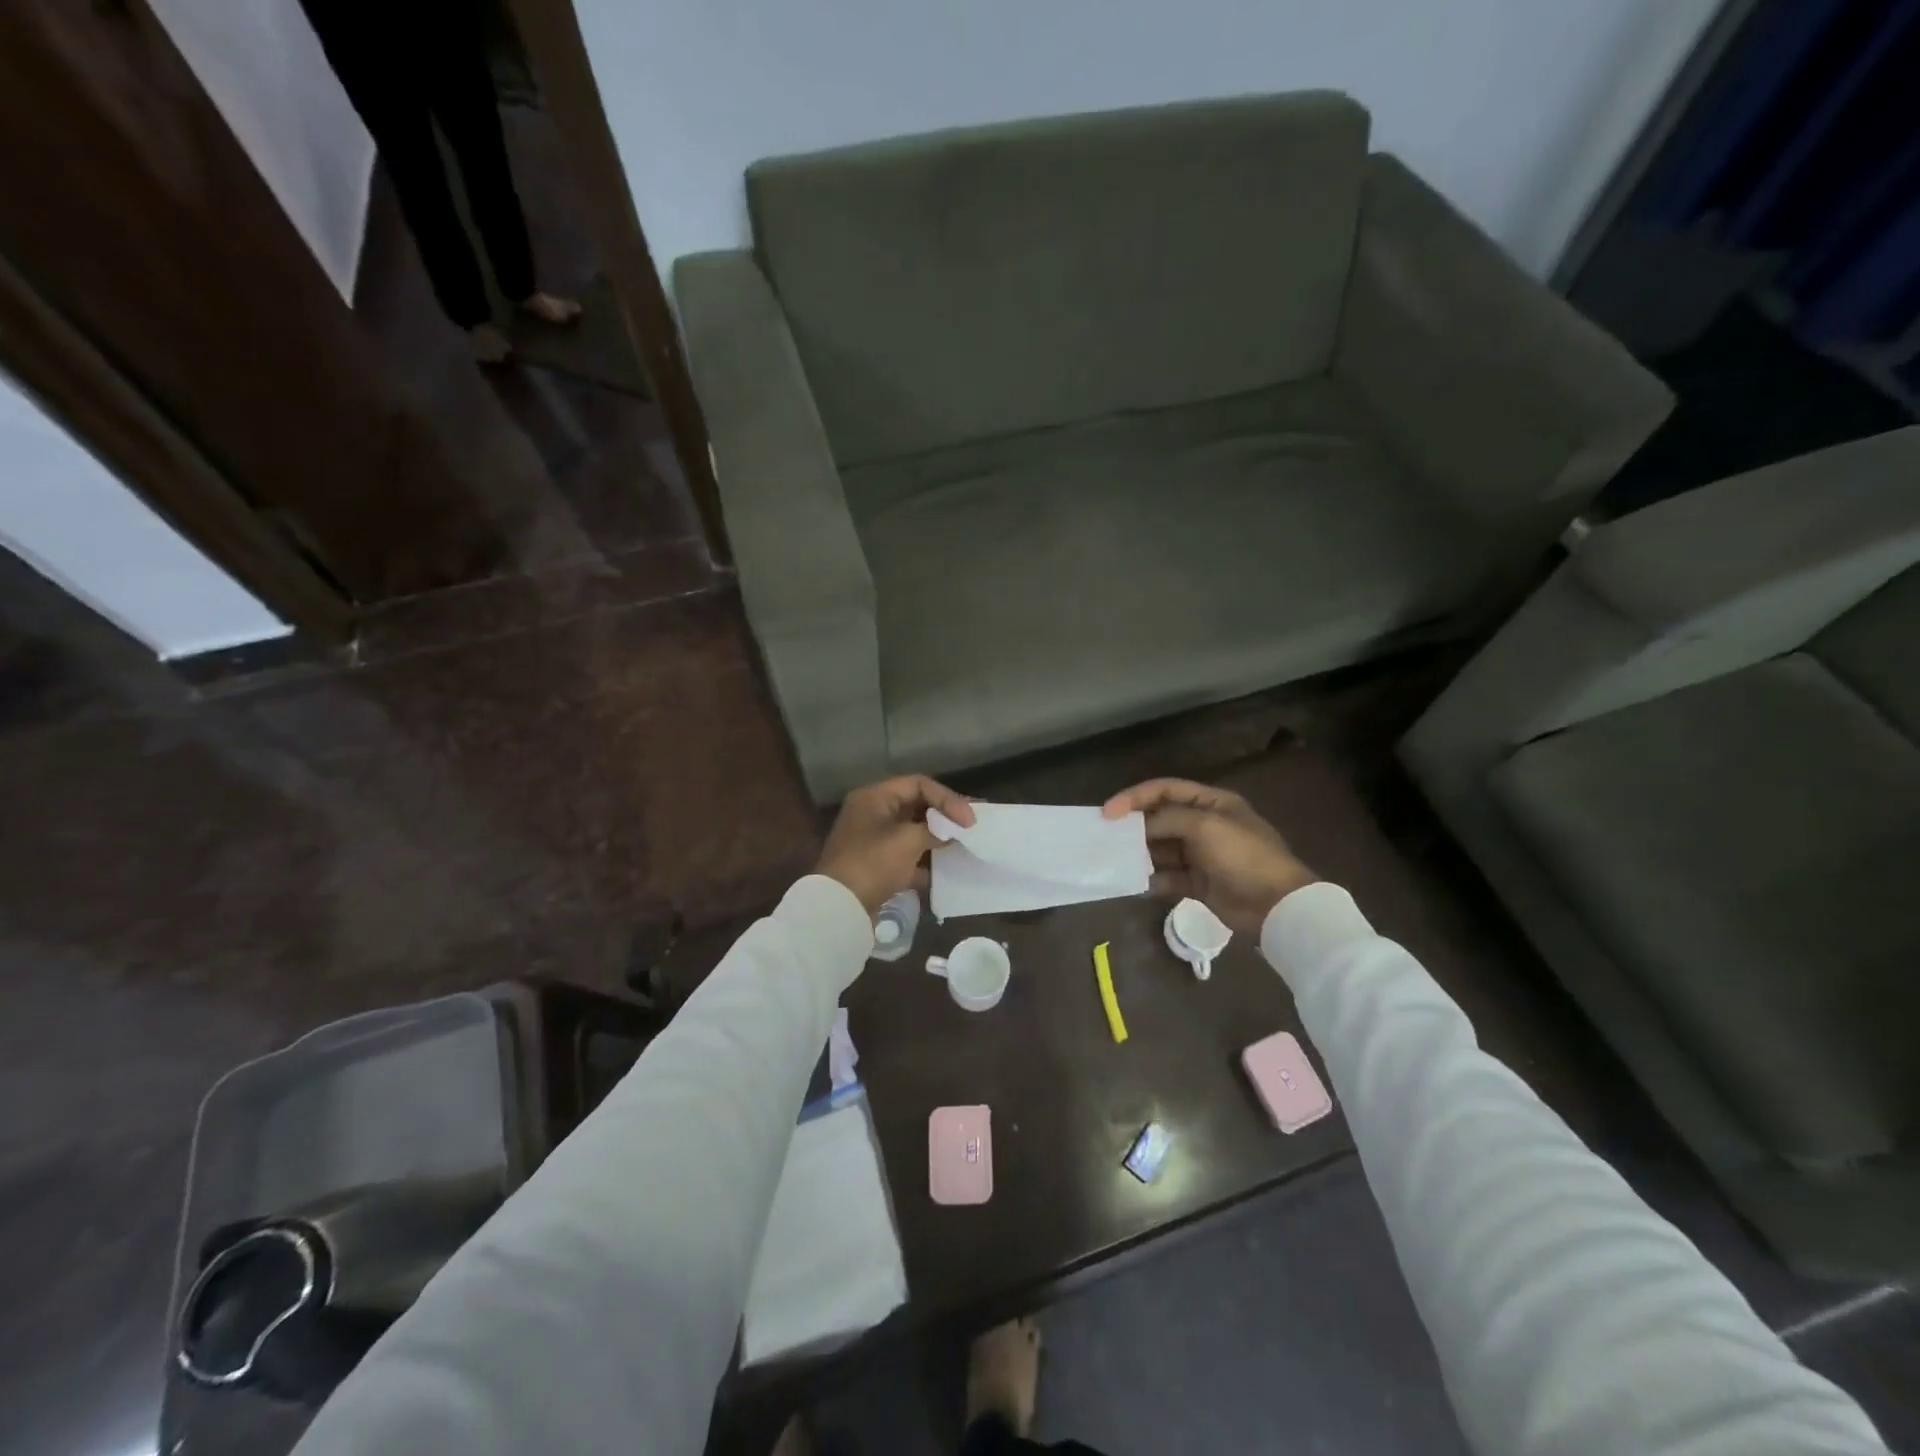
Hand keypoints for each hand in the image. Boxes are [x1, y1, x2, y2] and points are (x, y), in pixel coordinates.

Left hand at [817, 775, 974, 914]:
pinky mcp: (876, 865)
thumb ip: (934, 830)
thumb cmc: (873, 863)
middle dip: (944, 816)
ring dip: (937, 838)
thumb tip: (949, 833)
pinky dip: (925, 860)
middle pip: (916, 806)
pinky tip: (946, 869)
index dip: (947, 798)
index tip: (969, 819)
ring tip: (964, 843)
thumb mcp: (908, 840)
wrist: (840, 907)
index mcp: (875, 797)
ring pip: (912, 831)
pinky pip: (906, 855)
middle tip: (972, 824)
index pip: (919, 784)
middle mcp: (872, 812)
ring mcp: (873, 839)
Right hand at [1102, 778, 1315, 934]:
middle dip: (1134, 826)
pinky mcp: (1199, 883)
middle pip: (1160, 818)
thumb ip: (1166, 819)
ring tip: (1117, 860)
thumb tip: (1136, 826)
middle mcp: (1204, 824)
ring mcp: (1202, 855)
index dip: (1134, 797)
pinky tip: (1137, 883)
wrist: (1276, 906)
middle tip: (1107, 837)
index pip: (1165, 790)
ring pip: (1161, 848)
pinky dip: (1152, 879)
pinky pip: (1168, 876)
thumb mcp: (1204, 827)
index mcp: (1212, 802)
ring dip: (1140, 853)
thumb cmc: (1243, 856)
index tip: (1108, 813)